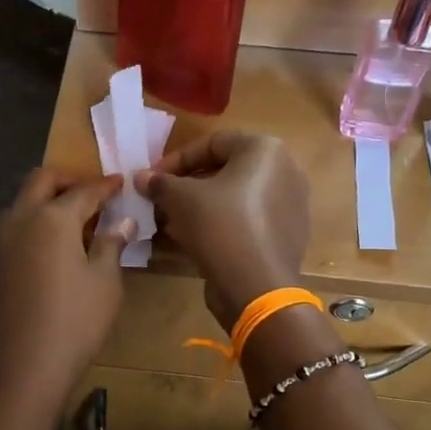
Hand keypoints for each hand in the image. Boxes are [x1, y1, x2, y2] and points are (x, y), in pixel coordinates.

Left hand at [0, 168, 134, 403]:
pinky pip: (13, 229)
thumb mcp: (105, 283)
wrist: (20, 368)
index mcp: (52, 218)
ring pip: (21, 204)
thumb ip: (111, 245)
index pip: (84, 191)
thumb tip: (123, 222)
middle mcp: (20, 219)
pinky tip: (50, 247)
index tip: (119, 182)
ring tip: (73, 220)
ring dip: (46, 201)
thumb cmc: (74, 322)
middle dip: (67, 180)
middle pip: (41, 181)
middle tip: (91, 192)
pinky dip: (33, 224)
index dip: (105, 186)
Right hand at [137, 132, 310, 331]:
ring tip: (170, 223)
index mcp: (265, 150)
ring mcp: (289, 205)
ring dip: (199, 207)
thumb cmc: (220, 226)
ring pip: (234, 198)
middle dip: (187, 186)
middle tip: (159, 202)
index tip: (151, 178)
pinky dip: (220, 225)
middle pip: (225, 171)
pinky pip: (247, 220)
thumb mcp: (180, 199)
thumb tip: (141, 177)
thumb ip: (159, 183)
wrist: (257, 287)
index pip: (212, 143)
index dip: (176, 160)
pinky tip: (193, 242)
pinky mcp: (286, 235)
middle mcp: (285, 171)